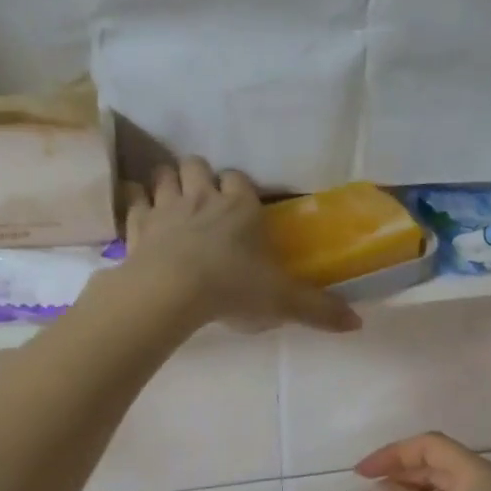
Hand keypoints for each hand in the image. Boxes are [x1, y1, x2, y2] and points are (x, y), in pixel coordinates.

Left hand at [122, 157, 359, 333]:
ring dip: (167, 182)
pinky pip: (133, 200)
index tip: (239, 201)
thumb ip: (318, 310)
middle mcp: (203, 198)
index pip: (239, 179)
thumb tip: (357, 324)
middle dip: (198, 175)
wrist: (174, 291)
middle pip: (196, 165)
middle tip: (202, 197)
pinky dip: (135, 201)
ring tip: (170, 199)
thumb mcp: (282, 302)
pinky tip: (138, 210)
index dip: (237, 186)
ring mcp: (166, 208)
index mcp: (240, 208)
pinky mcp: (138, 225)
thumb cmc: (233, 288)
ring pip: (163, 176)